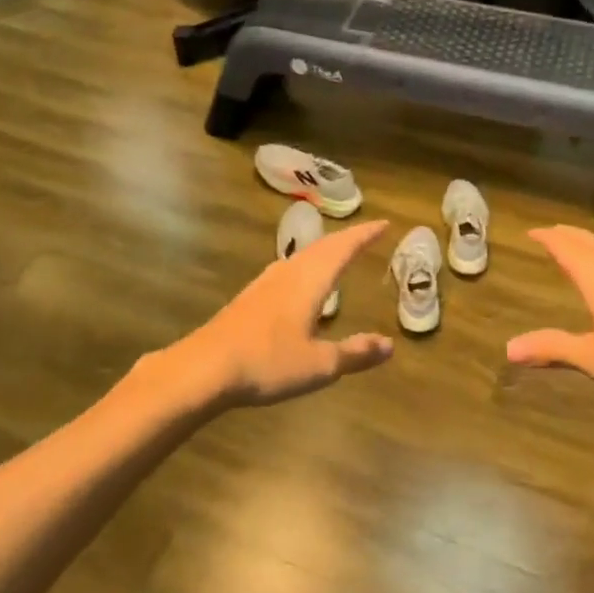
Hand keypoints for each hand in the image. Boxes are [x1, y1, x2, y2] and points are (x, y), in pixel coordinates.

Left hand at [167, 220, 393, 407]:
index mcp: (310, 281)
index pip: (343, 248)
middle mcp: (289, 273)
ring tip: (337, 253)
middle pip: (322, 246)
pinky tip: (298, 280)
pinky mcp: (249, 297)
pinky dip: (305, 265)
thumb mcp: (319, 365)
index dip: (365, 235)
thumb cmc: (268, 362)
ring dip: (324, 250)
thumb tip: (388, 344)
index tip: (384, 224)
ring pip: (302, 256)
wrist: (205, 368)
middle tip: (367, 235)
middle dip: (347, 239)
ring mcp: (265, 283)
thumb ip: (354, 353)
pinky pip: (287, 269)